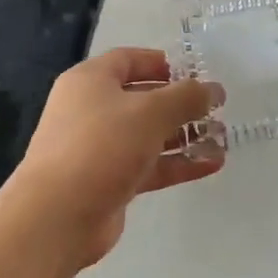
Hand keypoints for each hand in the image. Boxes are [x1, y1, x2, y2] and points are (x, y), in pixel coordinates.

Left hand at [2, 48, 224, 270]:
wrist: (56, 218)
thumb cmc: (101, 146)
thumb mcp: (151, 112)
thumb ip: (187, 97)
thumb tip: (214, 90)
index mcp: (91, 81)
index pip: (130, 59)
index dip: (164, 63)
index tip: (197, 73)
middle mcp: (92, 110)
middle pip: (143, 98)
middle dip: (181, 103)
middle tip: (216, 108)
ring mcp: (99, 148)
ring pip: (149, 135)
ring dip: (184, 136)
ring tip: (222, 137)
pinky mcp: (109, 182)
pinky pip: (149, 166)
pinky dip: (178, 164)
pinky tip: (212, 164)